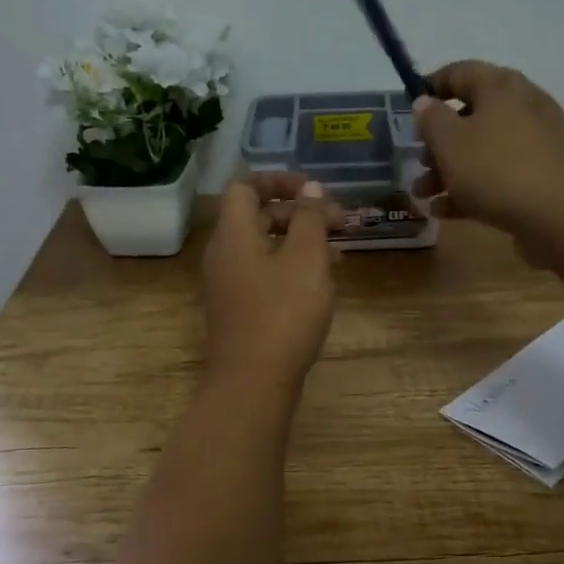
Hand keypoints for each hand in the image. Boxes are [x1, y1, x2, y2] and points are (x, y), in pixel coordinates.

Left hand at [201, 172, 341, 391]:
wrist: (253, 382)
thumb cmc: (283, 313)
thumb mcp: (306, 259)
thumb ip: (309, 218)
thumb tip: (309, 187)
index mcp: (233, 233)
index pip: (246, 186)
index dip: (279, 180)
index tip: (314, 189)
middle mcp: (223, 253)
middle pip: (257, 216)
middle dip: (299, 213)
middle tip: (339, 223)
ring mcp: (228, 284)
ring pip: (264, 247)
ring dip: (299, 242)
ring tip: (338, 254)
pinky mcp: (238, 309)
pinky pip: (263, 273)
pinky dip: (290, 267)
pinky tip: (320, 284)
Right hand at [410, 62, 563, 246]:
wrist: (560, 215)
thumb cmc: (496, 169)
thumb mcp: (450, 142)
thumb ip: (431, 119)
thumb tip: (425, 102)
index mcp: (500, 86)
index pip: (459, 72)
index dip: (430, 87)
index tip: (408, 110)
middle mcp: (522, 106)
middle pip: (471, 116)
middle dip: (438, 142)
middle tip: (418, 162)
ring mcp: (536, 142)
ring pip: (483, 149)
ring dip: (449, 170)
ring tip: (424, 195)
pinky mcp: (542, 175)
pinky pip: (499, 175)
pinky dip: (472, 188)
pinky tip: (445, 211)